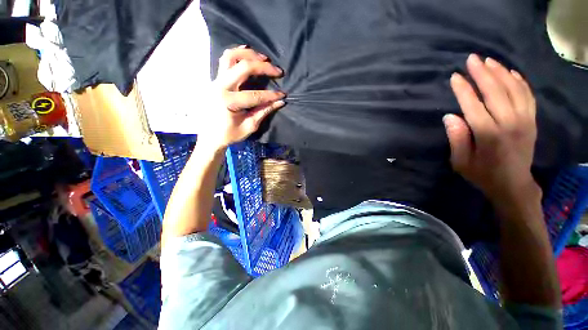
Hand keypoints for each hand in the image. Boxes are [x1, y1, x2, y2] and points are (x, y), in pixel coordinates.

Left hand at [201, 46, 285, 149]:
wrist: (209, 136)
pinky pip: (224, 60)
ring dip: (249, 55)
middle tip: (278, 71)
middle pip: (243, 68)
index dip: (271, 95)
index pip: (255, 95)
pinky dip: (237, 54)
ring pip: (231, 57)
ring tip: (264, 58)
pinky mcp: (215, 79)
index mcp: (228, 102)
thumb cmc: (229, 134)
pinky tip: (247, 52)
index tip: (283, 95)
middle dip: (264, 68)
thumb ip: (264, 112)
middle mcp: (220, 87)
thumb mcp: (249, 126)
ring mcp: (215, 81)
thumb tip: (280, 102)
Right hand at [444, 54, 538, 202]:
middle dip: (482, 73)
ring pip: (513, 89)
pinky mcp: (532, 121)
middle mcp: (509, 123)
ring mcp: (525, 120)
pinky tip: (511, 72)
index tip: (455, 77)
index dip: (463, 90)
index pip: (473, 105)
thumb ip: (456, 139)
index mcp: (488, 135)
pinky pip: (528, 95)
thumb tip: (450, 117)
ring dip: (500, 72)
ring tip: (488, 61)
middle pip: (495, 91)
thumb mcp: (461, 162)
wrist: (513, 184)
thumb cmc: (483, 174)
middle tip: (471, 59)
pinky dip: (519, 81)